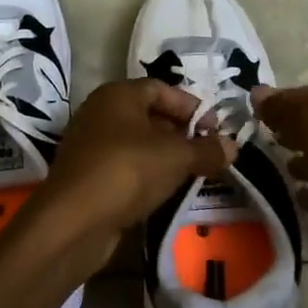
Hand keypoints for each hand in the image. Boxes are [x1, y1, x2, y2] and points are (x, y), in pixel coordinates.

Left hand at [26, 79, 235, 273]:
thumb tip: (232, 146)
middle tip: (207, 152)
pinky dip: (146, 173)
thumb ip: (206, 149)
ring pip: (136, 142)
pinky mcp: (87, 174)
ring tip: (191, 172)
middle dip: (180, 131)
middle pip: (148, 114)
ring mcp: (90, 144)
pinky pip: (124, 165)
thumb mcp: (176, 157)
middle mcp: (100, 111)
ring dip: (164, 155)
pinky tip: (164, 190)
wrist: (74, 219)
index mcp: (118, 94)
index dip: (191, 106)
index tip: (215, 129)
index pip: (161, 88)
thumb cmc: (128, 170)